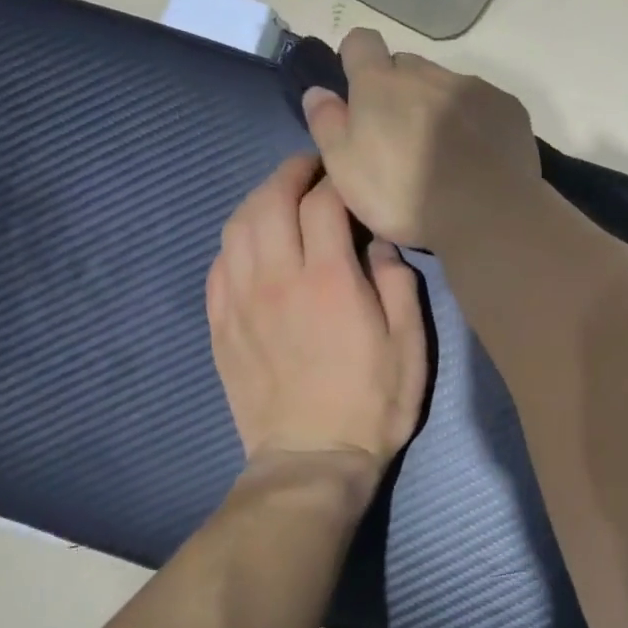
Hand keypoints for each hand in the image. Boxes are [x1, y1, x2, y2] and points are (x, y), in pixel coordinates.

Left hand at [207, 154, 427, 483]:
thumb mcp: (409, 344)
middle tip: (310, 168)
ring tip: (279, 196)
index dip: (334, 178)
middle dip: (290, 174)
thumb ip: (397, 283)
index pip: (322, 204)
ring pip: (237, 228)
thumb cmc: (373, 402)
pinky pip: (218, 265)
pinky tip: (251, 241)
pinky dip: (235, 239)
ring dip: (257, 200)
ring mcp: (241, 302)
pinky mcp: (221, 326)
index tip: (347, 171)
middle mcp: (277, 279)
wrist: (312, 459)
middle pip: (269, 202)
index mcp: (329, 279)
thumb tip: (379, 243)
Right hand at [301, 28, 540, 249]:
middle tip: (403, 136)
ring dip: (439, 105)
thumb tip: (319, 91)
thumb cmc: (405, 196)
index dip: (357, 61)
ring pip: (446, 84)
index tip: (360, 92)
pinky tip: (478, 155)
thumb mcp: (346, 169)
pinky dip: (476, 120)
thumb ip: (327, 124)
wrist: (486, 214)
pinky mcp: (507, 106)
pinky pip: (483, 103)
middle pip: (406, 67)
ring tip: (446, 151)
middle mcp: (427, 73)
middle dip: (400, 91)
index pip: (361, 42)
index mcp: (381, 83)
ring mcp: (472, 87)